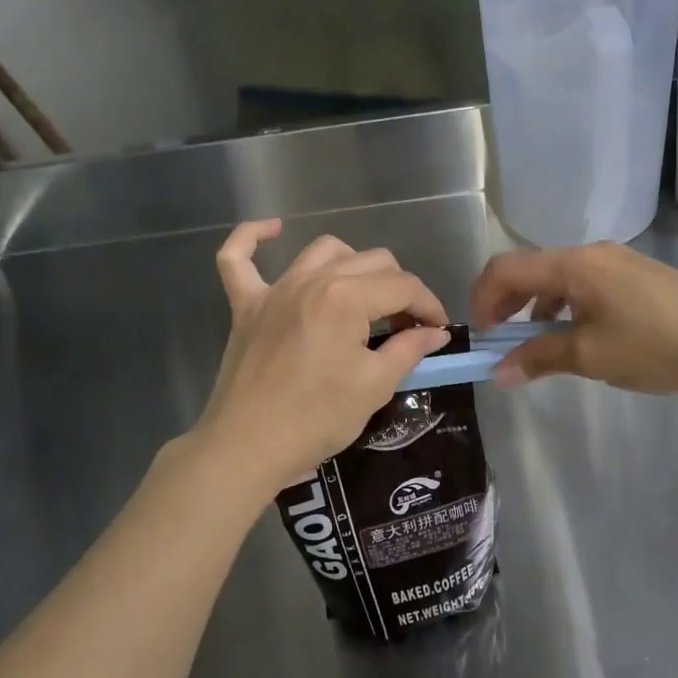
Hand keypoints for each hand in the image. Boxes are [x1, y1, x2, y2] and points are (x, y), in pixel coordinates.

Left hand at [196, 220, 451, 495]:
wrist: (246, 448)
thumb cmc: (316, 419)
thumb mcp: (374, 386)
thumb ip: (409, 349)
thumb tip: (436, 332)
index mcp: (347, 298)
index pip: (404, 286)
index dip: (429, 306)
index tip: (439, 331)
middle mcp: (312, 280)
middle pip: (372, 262)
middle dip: (400, 289)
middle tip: (407, 327)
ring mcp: (274, 289)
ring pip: (325, 251)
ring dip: (354, 265)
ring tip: (365, 297)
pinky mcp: (245, 305)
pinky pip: (238, 258)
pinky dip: (252, 238)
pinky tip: (272, 230)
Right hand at [470, 241, 677, 397]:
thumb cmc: (655, 347)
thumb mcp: (591, 356)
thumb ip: (539, 359)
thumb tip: (499, 372)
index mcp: (574, 265)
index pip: (506, 268)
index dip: (483, 299)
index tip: (481, 336)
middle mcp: (591, 253)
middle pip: (531, 269)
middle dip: (508, 304)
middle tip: (503, 343)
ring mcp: (618, 261)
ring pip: (558, 277)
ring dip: (538, 308)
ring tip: (542, 346)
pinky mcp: (637, 276)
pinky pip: (585, 284)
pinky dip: (566, 307)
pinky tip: (581, 337)